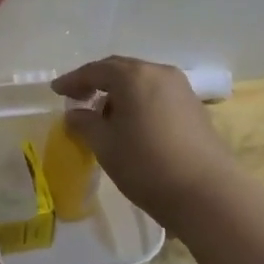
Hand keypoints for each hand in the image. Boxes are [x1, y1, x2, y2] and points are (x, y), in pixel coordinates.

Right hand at [52, 56, 239, 221]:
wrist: (207, 193)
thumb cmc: (147, 164)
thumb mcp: (105, 145)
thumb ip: (84, 123)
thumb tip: (75, 114)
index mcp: (134, 76)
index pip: (95, 70)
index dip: (73, 80)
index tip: (56, 91)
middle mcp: (159, 73)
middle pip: (121, 70)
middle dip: (96, 82)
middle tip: (76, 97)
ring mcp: (181, 89)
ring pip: (141, 82)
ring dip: (119, 93)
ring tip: (103, 115)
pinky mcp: (195, 108)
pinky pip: (157, 95)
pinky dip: (138, 102)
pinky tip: (131, 124)